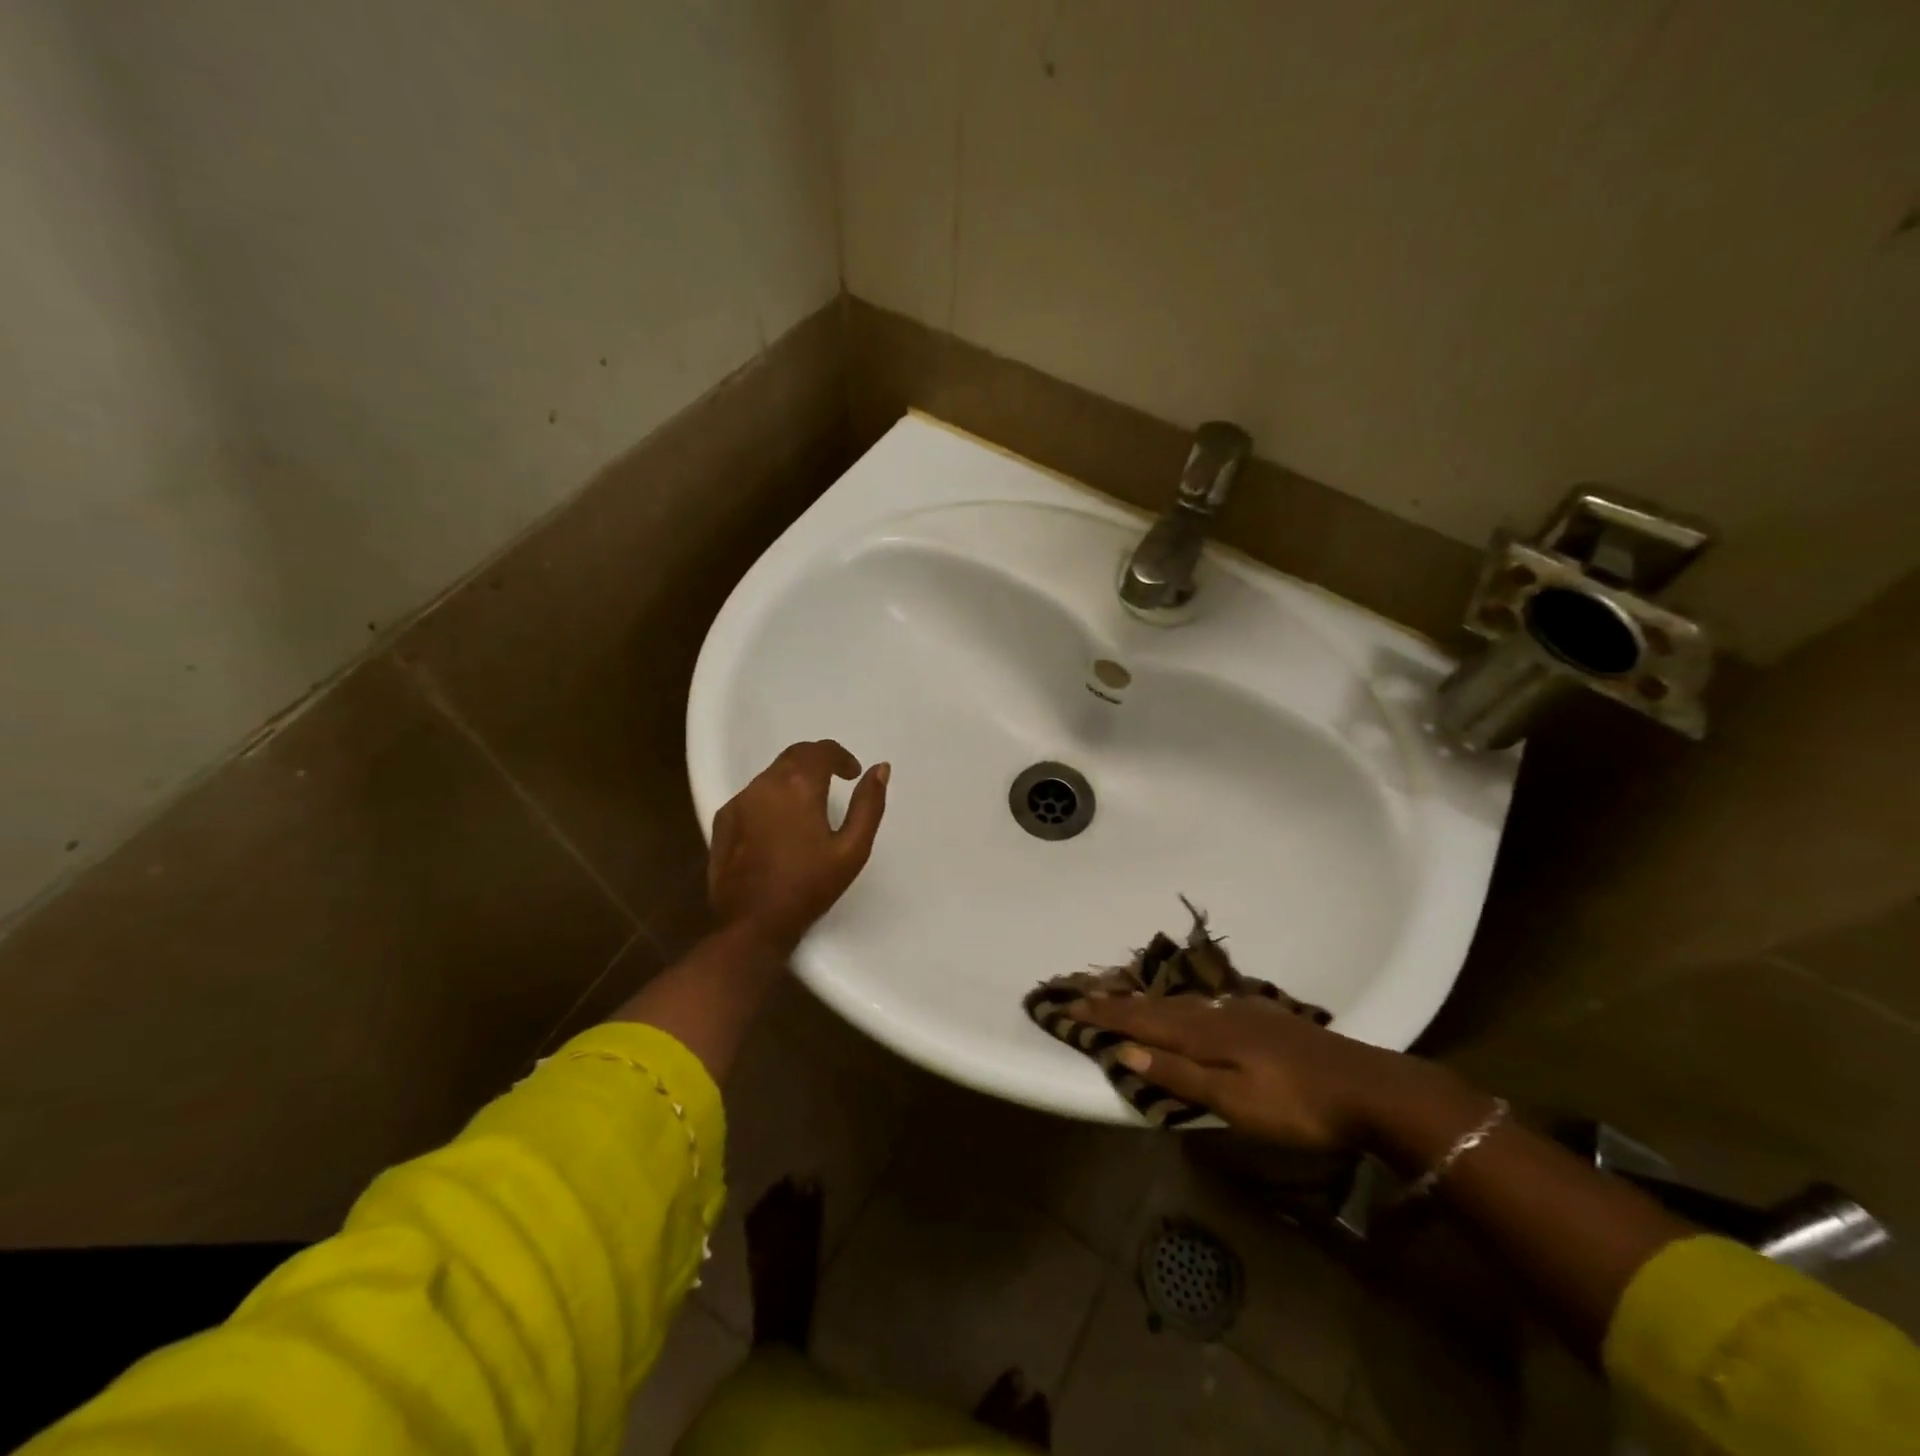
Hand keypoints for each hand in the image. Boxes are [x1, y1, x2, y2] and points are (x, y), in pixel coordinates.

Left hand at [707, 740, 889, 953]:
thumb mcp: (852, 849)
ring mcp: (740, 801)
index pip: (821, 750)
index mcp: (798, 785)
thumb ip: (869, 804)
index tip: (853, 773)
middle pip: (794, 756)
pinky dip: (772, 798)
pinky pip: (753, 795)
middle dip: (817, 761)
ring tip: (810, 805)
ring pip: (772, 775)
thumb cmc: (809, 886)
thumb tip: (880, 769)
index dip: (841, 756)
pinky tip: (781, 825)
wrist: (752, 923)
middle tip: (835, 781)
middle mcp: (765, 784)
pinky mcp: (723, 820)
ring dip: (794, 779)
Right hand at [1068, 994, 1445, 1150]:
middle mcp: (1215, 1013)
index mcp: (1203, 1033)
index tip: (1067, 1005)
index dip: (1104, 1015)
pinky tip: (1186, 1005)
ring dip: (1145, 1000)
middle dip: (1116, 1001)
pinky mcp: (1261, 1017)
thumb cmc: (1296, 1105)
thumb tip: (1125, 1049)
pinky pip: (1203, 1003)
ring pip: (1179, 1001)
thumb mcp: (1234, 1101)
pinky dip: (1178, 1003)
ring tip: (1122, 996)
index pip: (1140, 1021)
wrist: (1367, 1086)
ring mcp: (1241, 1011)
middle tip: (1082, 994)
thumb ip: (1179, 1074)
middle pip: (1155, 1005)